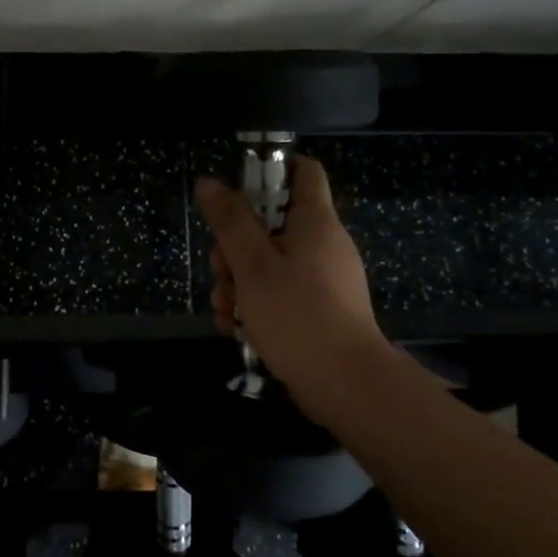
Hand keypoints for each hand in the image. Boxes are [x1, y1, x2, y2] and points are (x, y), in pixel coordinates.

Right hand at [195, 155, 387, 411]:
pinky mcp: (319, 310)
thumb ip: (230, 222)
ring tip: (224, 309)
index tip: (237, 188)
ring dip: (239, 282)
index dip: (270, 169)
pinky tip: (235, 328)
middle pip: (271, 224)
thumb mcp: (252, 265)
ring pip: (270, 263)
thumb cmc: (298, 315)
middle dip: (235, 245)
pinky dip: (256, 304)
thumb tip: (209, 182)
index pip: (303, 171)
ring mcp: (323, 279)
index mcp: (315, 222)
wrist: (347, 387)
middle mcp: (323, 244)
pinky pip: (281, 293)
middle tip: (220, 269)